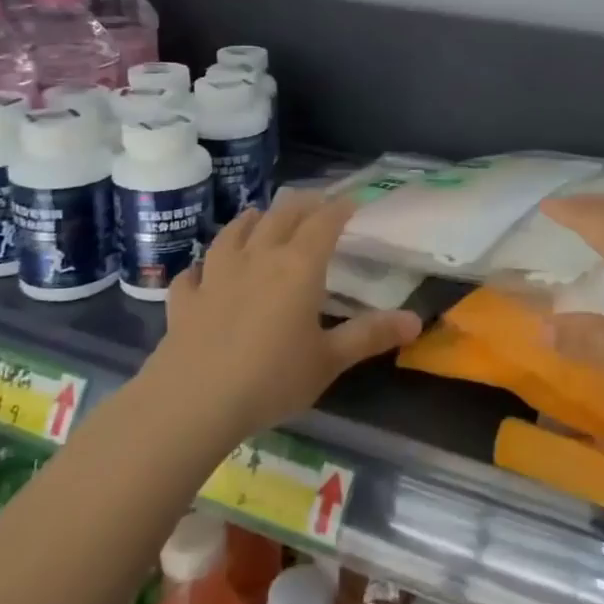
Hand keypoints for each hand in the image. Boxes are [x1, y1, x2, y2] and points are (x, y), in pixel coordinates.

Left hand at [158, 190, 420, 440]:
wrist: (192, 402)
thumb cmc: (271, 379)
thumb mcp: (330, 361)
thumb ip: (371, 336)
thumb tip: (417, 320)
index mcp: (298, 267)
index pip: (323, 223)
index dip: (339, 208)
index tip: (352, 200)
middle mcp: (258, 259)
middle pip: (280, 217)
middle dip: (301, 205)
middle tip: (315, 203)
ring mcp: (216, 276)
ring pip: (233, 234)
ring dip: (250, 221)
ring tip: (258, 216)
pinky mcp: (186, 299)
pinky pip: (193, 273)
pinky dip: (202, 267)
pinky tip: (202, 271)